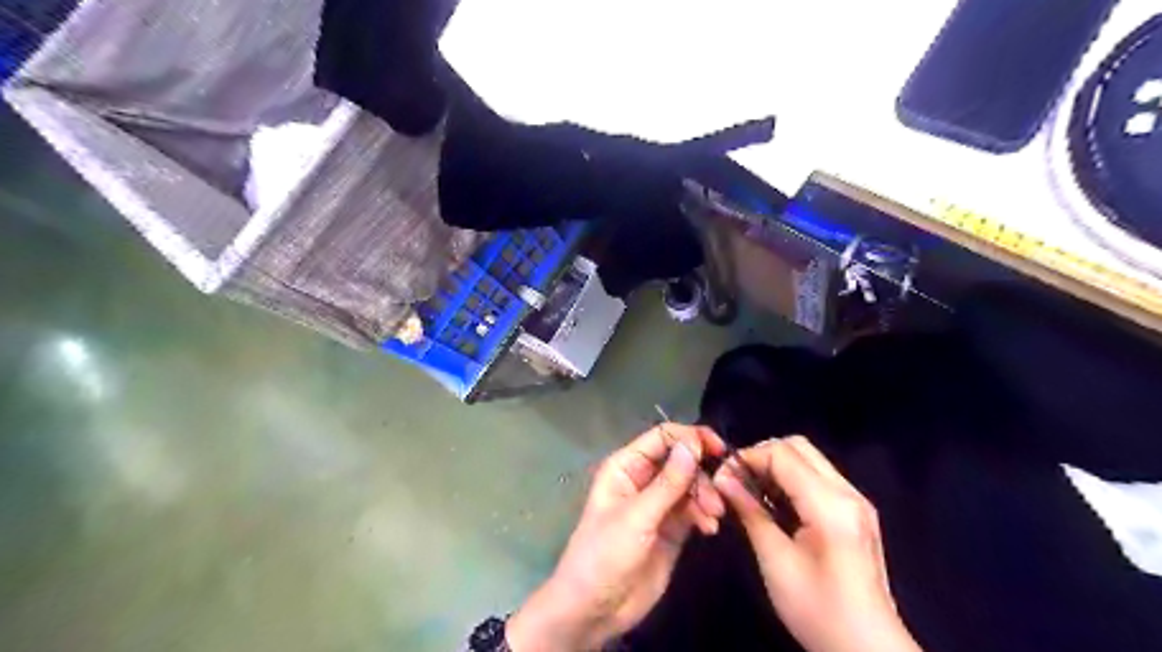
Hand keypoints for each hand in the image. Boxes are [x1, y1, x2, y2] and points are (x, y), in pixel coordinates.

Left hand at [509, 426, 722, 649]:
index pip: (662, 437)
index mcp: (626, 466)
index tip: (718, 450)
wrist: (595, 609)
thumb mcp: (637, 517)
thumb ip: (668, 482)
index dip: (690, 438)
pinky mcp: (671, 528)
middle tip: (718, 496)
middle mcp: (643, 479)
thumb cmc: (605, 554)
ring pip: (691, 484)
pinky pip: (694, 509)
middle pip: (681, 460)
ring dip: (707, 496)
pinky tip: (709, 529)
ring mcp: (658, 504)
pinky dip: (705, 514)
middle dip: (701, 473)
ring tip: (713, 518)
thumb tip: (693, 444)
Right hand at [713, 437, 922, 650]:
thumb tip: (723, 478)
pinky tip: (774, 503)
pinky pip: (818, 477)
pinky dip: (791, 479)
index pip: (782, 454)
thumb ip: (750, 511)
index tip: (723, 477)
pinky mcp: (856, 512)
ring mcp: (856, 501)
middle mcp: (848, 492)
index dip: (747, 457)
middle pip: (799, 446)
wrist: (869, 650)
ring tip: (750, 491)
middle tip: (736, 480)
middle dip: (762, 455)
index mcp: (831, 504)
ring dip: (776, 466)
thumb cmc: (818, 610)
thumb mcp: (775, 560)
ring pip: (809, 459)